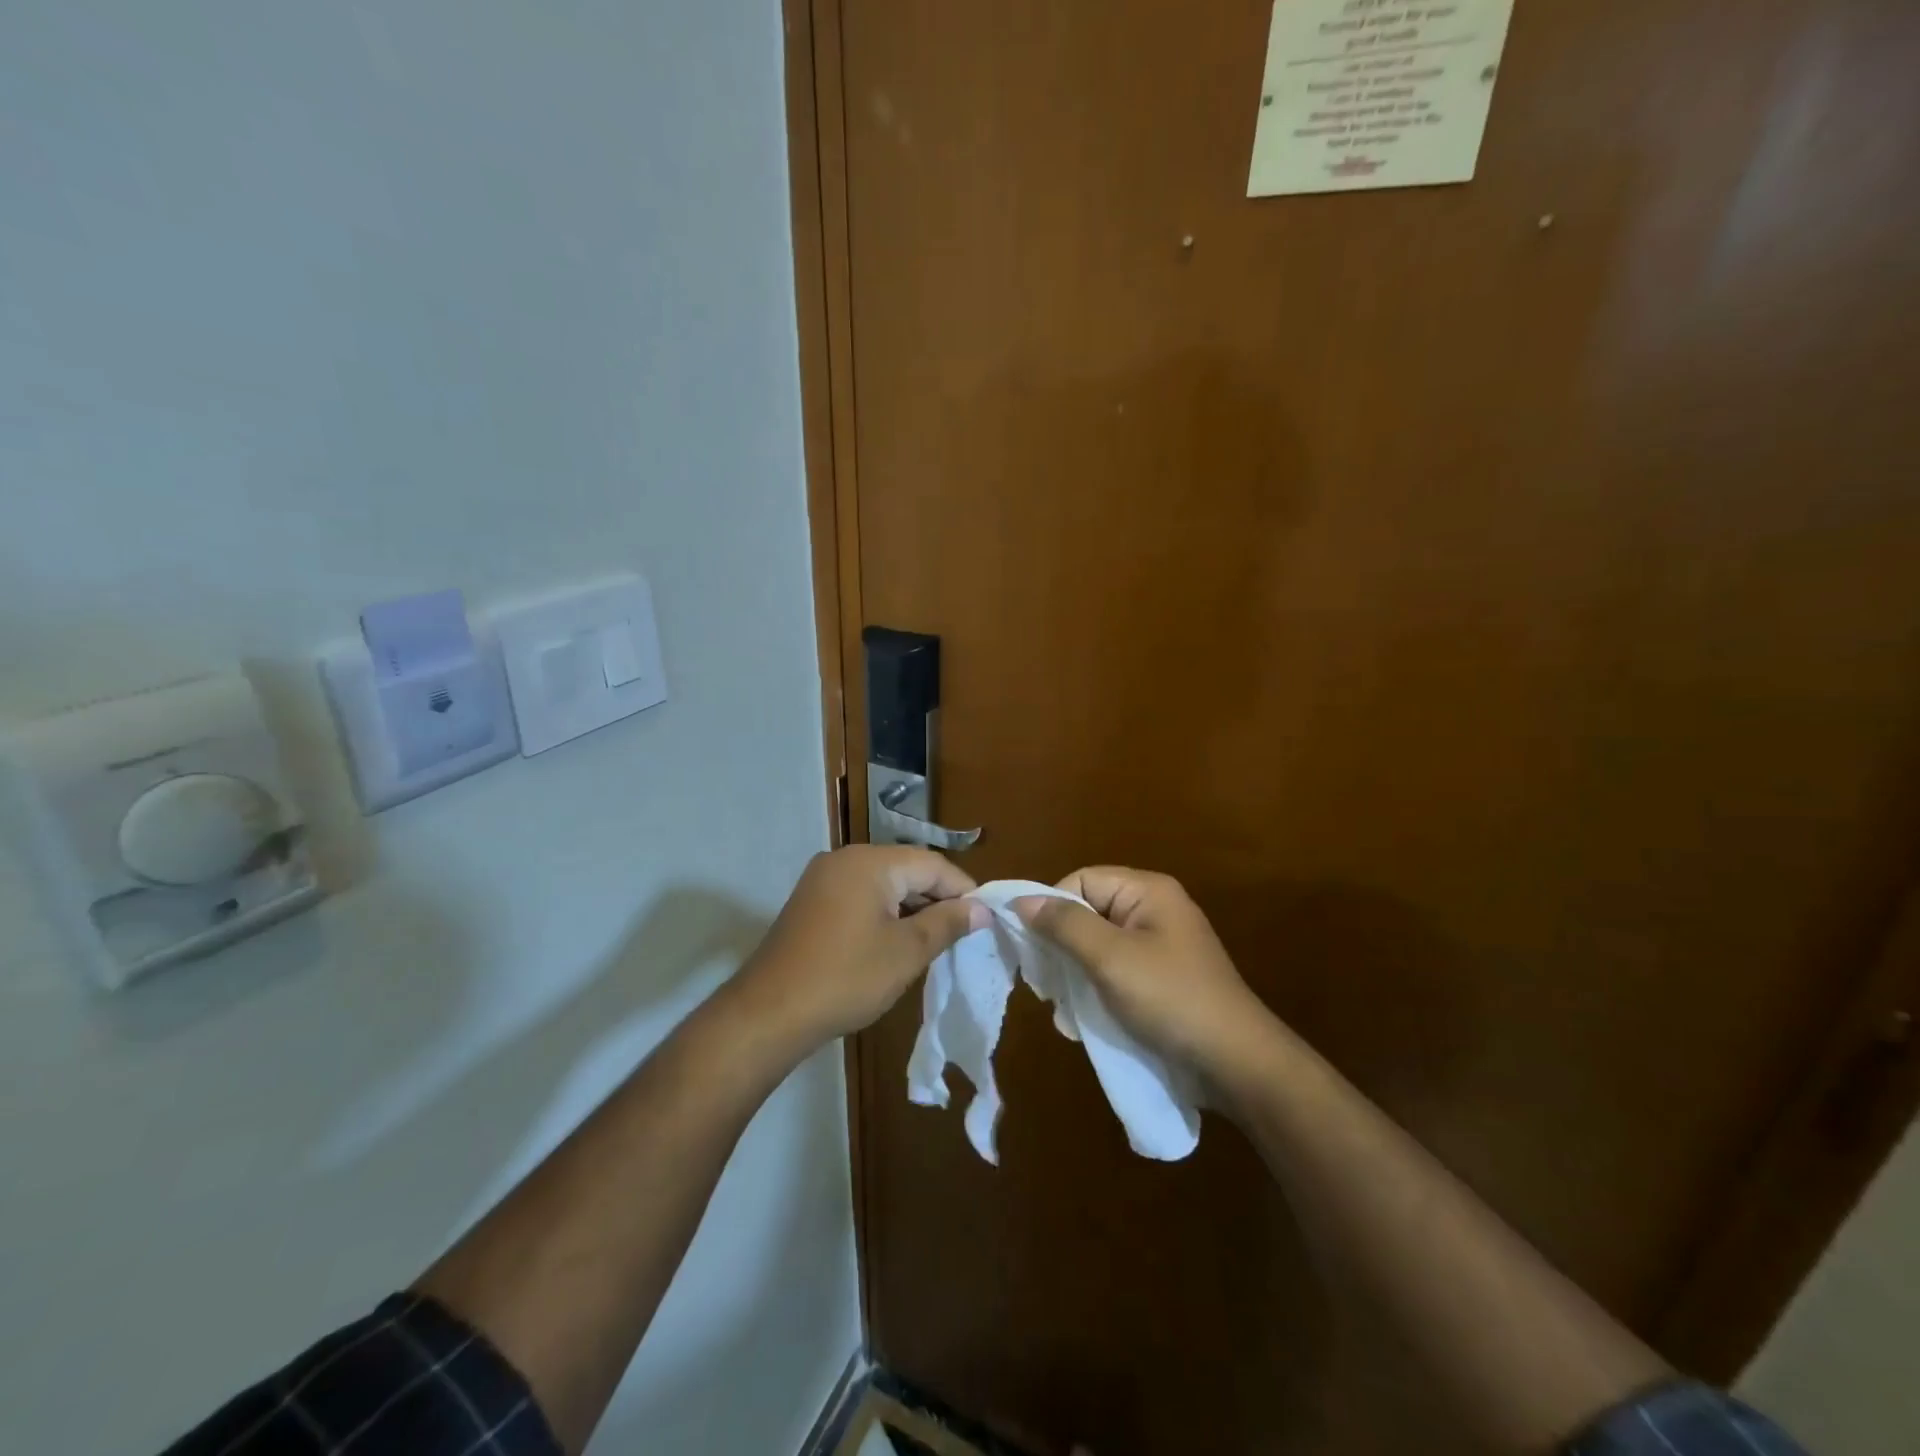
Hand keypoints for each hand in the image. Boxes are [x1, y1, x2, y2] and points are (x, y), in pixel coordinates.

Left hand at [735, 845, 987, 1050]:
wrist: (769, 1013)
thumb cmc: (846, 978)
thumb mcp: (907, 952)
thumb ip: (947, 923)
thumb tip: (981, 909)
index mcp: (871, 862)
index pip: (932, 864)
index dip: (963, 890)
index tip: (986, 919)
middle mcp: (845, 858)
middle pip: (907, 869)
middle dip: (938, 898)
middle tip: (964, 933)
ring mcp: (823, 879)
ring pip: (884, 884)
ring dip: (912, 908)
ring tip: (936, 941)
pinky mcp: (811, 901)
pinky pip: (860, 896)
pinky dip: (884, 914)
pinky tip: (897, 942)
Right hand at [1015, 867, 1274, 1088]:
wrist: (1235, 1064)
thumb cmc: (1170, 999)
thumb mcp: (1110, 959)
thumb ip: (1064, 925)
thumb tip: (1020, 900)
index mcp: (1147, 891)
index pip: (1080, 880)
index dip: (1052, 907)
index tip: (1035, 947)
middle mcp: (1153, 910)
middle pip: (1087, 912)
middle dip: (1061, 947)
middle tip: (1047, 983)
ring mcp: (1159, 946)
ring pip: (1096, 946)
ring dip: (1075, 975)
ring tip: (1066, 1009)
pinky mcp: (1160, 979)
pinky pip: (1114, 971)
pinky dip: (1096, 991)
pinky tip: (1085, 1020)